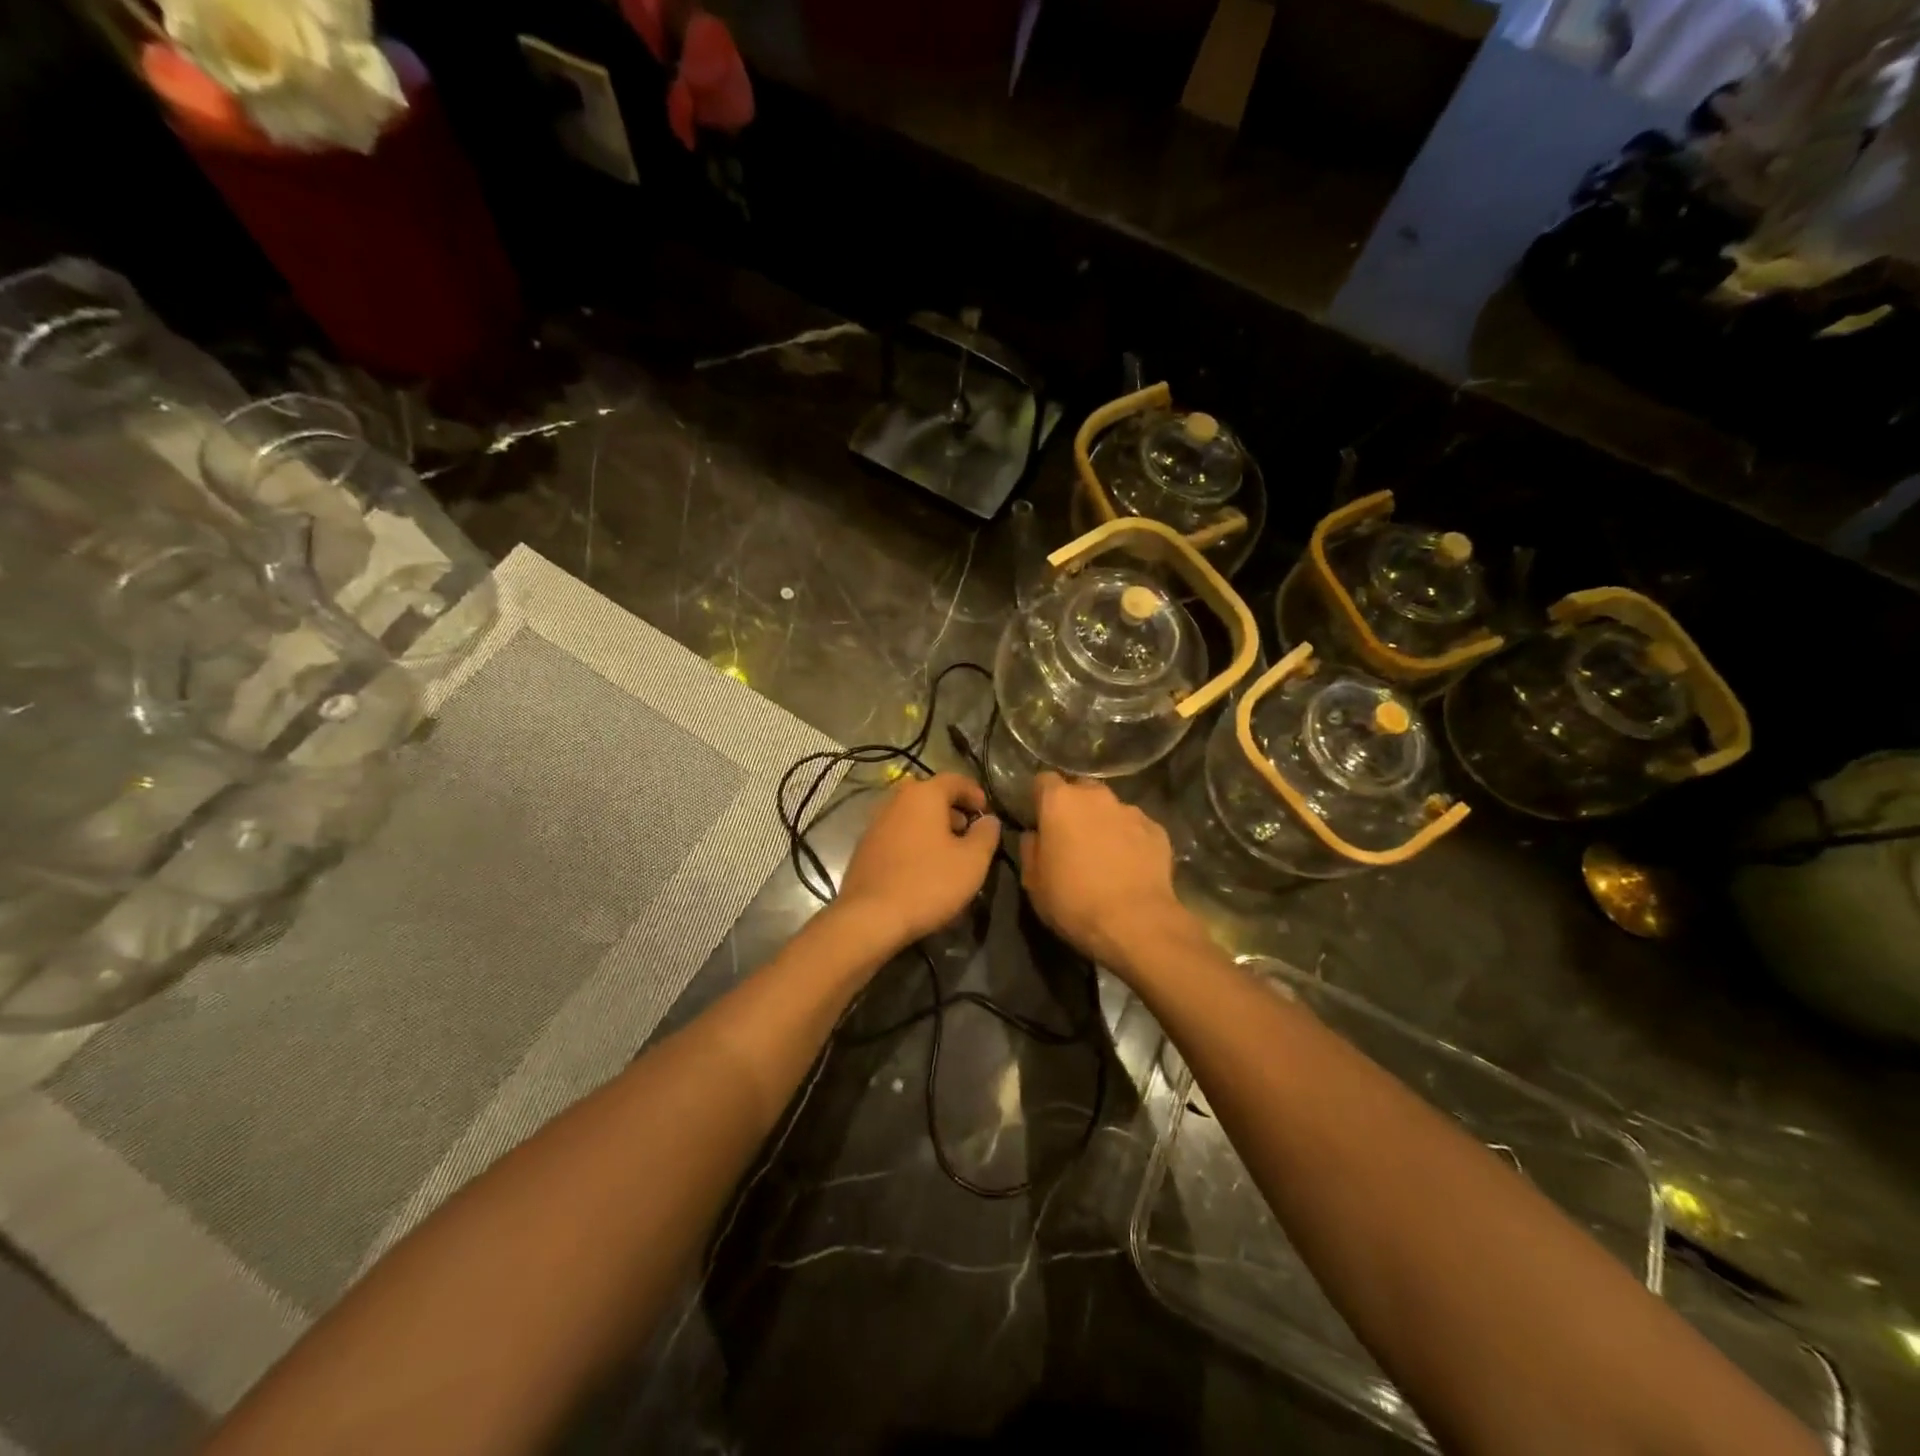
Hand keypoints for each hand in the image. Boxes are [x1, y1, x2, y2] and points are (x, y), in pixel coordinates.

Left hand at [833, 773, 999, 952]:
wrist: (870, 917)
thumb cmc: (928, 883)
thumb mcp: (972, 861)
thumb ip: (986, 835)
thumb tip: (989, 820)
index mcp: (923, 795)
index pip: (954, 779)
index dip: (974, 793)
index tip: (986, 812)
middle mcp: (895, 801)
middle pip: (929, 795)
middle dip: (951, 809)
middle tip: (967, 831)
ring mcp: (875, 823)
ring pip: (910, 815)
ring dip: (931, 826)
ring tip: (947, 852)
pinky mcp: (864, 847)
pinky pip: (896, 834)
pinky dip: (913, 841)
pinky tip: (922, 866)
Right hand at [1018, 772, 1197, 969]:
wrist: (1136, 923)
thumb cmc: (1074, 901)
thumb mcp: (1033, 882)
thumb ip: (1030, 849)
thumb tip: (1034, 834)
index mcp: (1060, 802)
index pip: (1043, 780)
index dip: (1040, 798)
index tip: (1039, 819)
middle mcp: (1096, 796)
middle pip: (1080, 790)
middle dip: (1074, 807)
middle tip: (1070, 838)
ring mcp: (1130, 811)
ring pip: (1110, 808)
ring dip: (1103, 823)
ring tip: (1104, 854)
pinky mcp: (1157, 829)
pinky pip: (1136, 827)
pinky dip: (1130, 839)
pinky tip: (1130, 865)